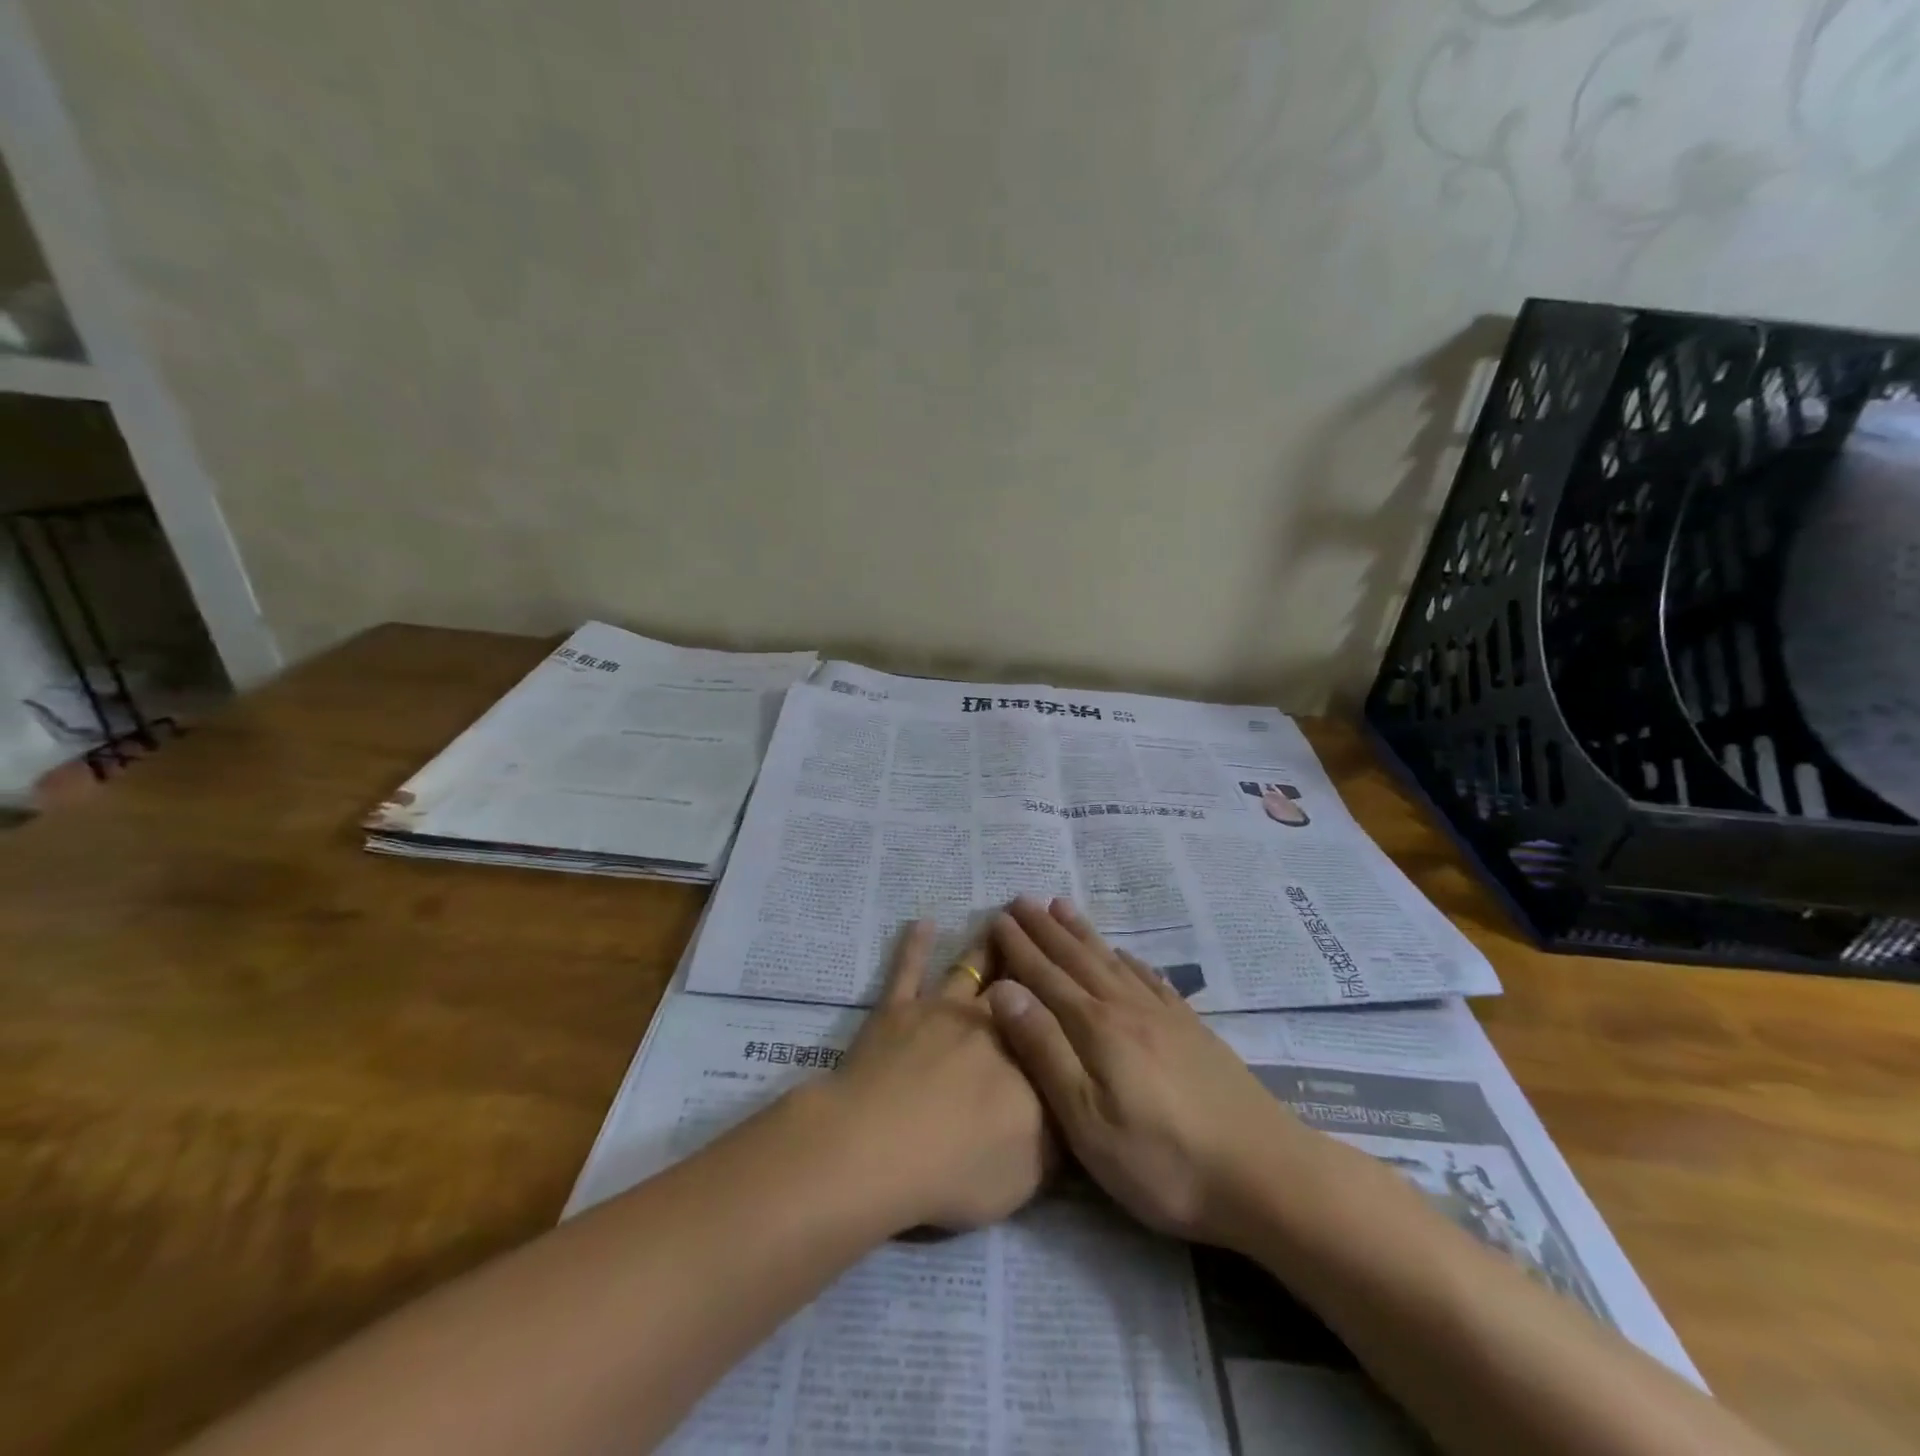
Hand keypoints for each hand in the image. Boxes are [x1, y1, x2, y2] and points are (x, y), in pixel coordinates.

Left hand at [817, 920, 1050, 1232]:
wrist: (879, 1148)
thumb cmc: (960, 1169)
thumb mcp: (1030, 1173)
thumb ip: (1057, 1138)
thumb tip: (1073, 1109)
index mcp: (1026, 1059)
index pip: (1053, 1026)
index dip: (1065, 1002)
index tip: (1076, 975)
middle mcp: (989, 1023)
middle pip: (1016, 984)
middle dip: (1031, 957)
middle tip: (1044, 928)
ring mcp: (940, 1010)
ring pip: (969, 967)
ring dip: (986, 943)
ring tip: (1001, 917)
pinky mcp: (896, 1009)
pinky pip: (908, 969)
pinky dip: (915, 945)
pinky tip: (922, 923)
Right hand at [985, 897, 1303, 1244]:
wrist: (1263, 1174)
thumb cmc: (1162, 1160)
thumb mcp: (1086, 1120)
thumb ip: (1045, 1050)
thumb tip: (1003, 991)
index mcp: (1096, 1028)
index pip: (1046, 976)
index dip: (1019, 948)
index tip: (997, 918)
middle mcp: (1127, 1009)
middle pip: (1077, 959)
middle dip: (1045, 929)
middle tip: (1021, 899)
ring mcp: (1164, 1017)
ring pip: (1112, 961)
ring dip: (1083, 933)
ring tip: (1062, 906)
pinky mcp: (1193, 1031)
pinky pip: (1152, 980)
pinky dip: (1131, 961)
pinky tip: (1127, 955)